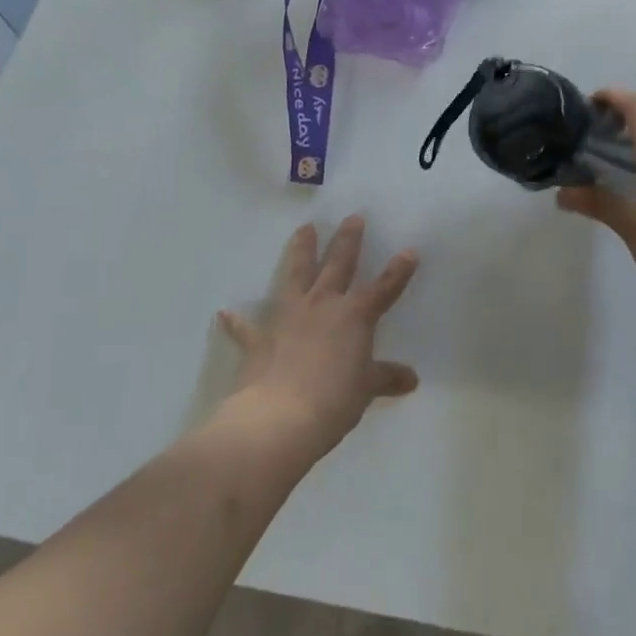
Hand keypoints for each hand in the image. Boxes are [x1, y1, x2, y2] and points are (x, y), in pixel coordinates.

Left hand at [216, 216, 419, 460]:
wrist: (279, 417)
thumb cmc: (334, 401)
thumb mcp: (366, 389)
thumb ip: (386, 378)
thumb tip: (411, 379)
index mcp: (355, 316)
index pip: (384, 288)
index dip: (398, 271)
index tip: (410, 251)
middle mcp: (323, 305)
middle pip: (339, 265)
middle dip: (348, 240)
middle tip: (352, 217)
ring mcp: (289, 317)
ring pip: (297, 274)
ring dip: (301, 251)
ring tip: (304, 228)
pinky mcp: (261, 338)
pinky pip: (247, 327)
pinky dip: (237, 321)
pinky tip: (225, 312)